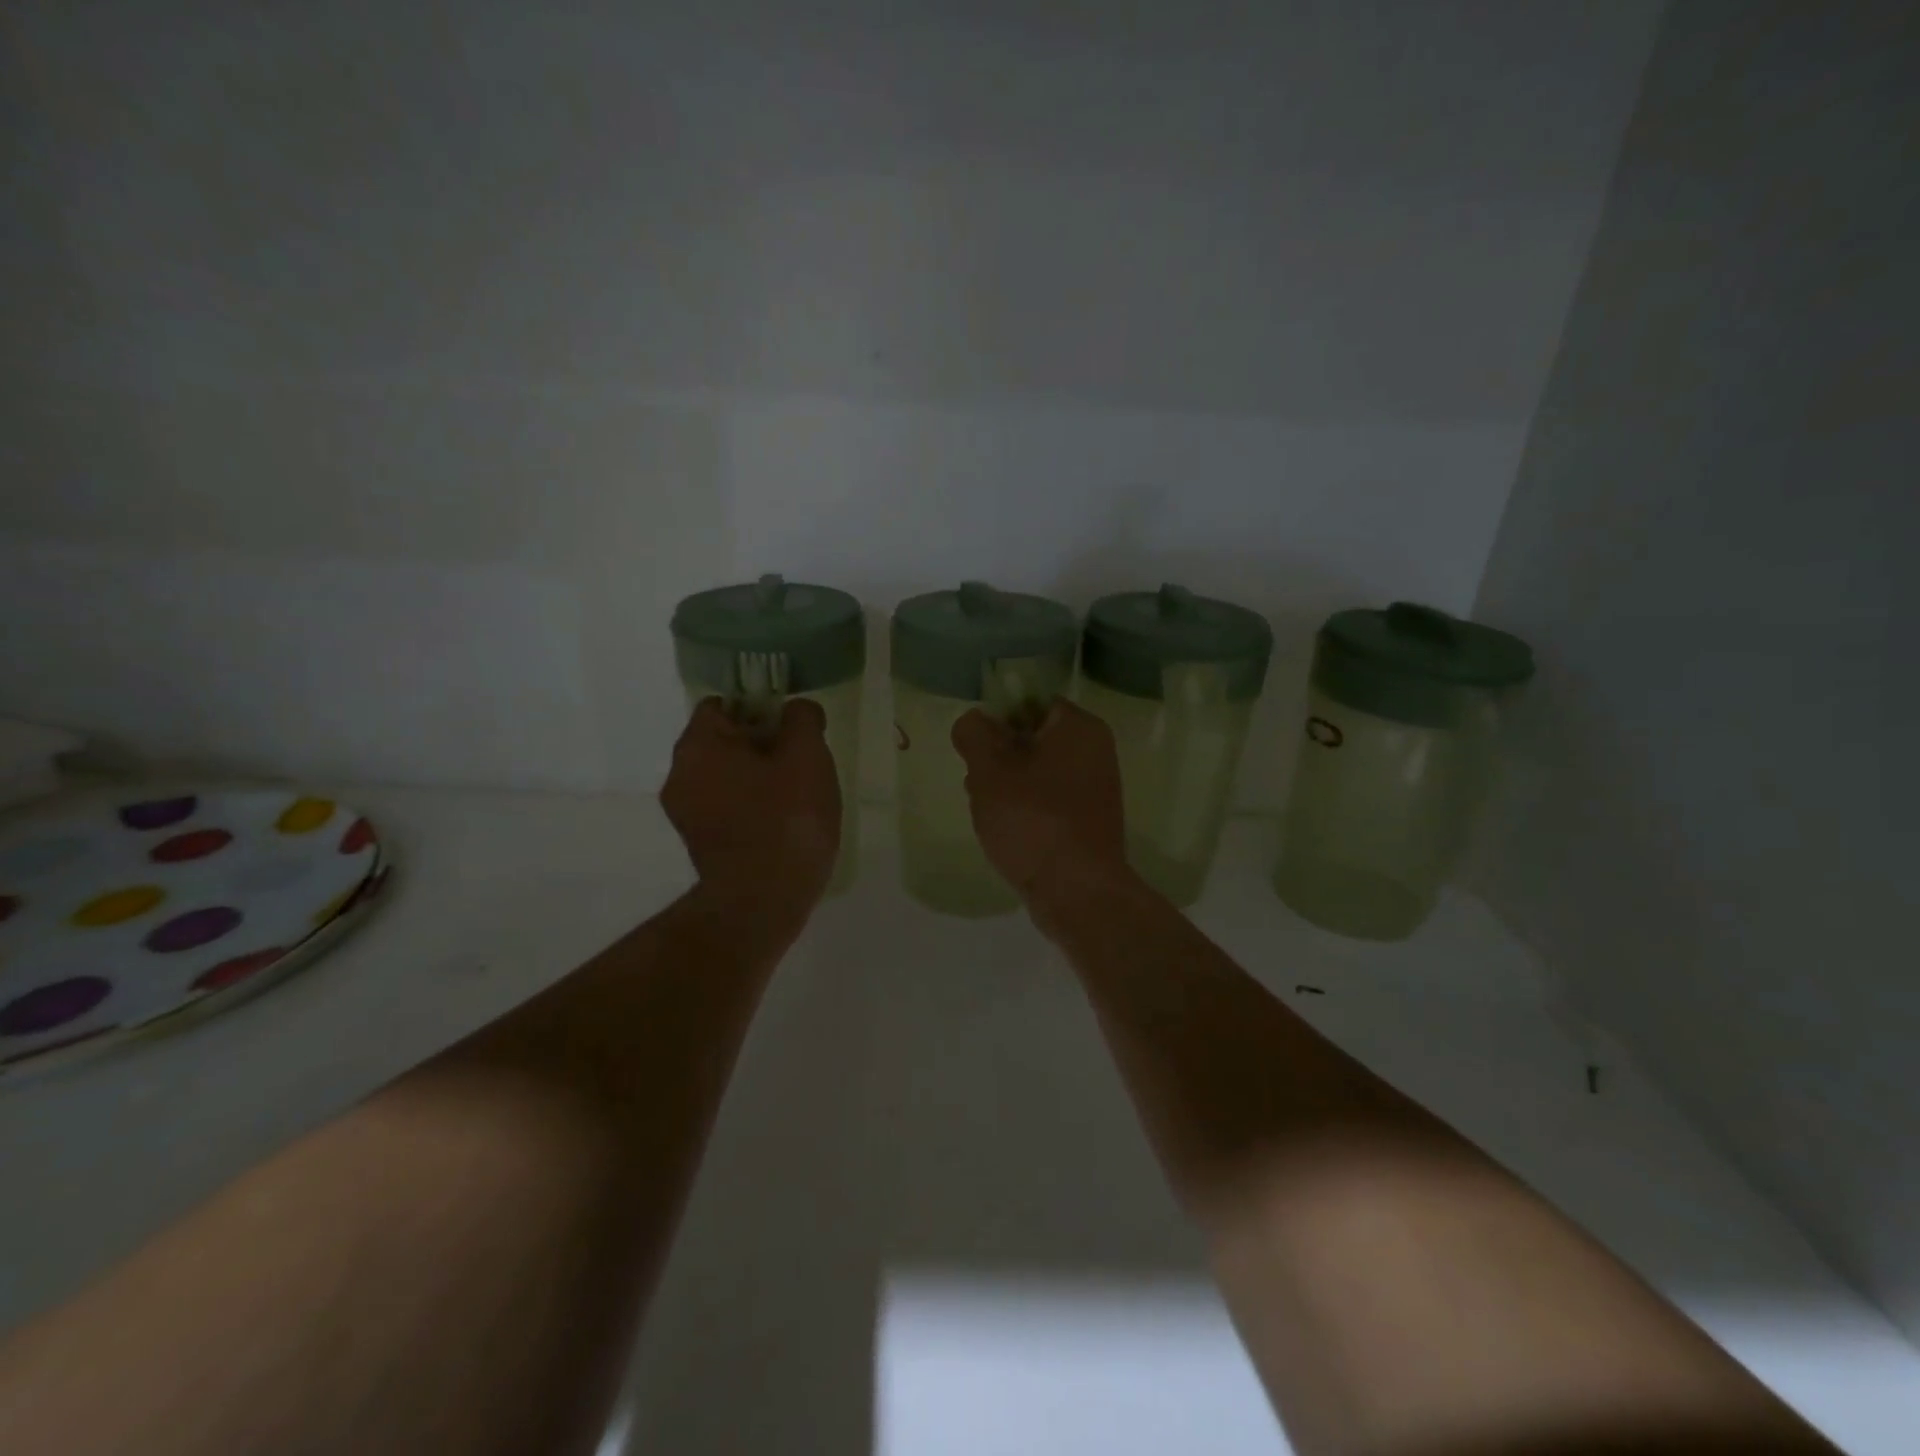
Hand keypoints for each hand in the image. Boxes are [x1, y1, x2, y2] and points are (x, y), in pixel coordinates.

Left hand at [664, 698, 841, 915]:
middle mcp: (679, 774)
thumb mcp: (808, 756)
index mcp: (698, 745)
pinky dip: (750, 807)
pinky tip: (781, 825)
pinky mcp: (697, 844)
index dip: (760, 708)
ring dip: (758, 778)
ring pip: (726, 776)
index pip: (723, 705)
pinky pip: (726, 807)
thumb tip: (797, 710)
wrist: (762, 901)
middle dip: (763, 745)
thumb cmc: (786, 819)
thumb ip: (802, 720)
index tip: (792, 730)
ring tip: (796, 798)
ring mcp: (684, 813)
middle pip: (724, 741)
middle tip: (801, 764)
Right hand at [952, 700, 1135, 915]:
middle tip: (976, 782)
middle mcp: (1094, 751)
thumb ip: (975, 735)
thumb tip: (974, 721)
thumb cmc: (1033, 821)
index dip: (996, 719)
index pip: (1029, 702)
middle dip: (998, 758)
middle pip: (1031, 738)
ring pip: (1036, 772)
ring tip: (986, 811)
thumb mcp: (990, 770)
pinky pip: (1047, 801)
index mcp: (1079, 727)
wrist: (1077, 893)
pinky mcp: (1087, 821)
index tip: (974, 748)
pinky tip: (1005, 831)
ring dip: (1006, 786)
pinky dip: (1024, 809)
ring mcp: (1094, 788)